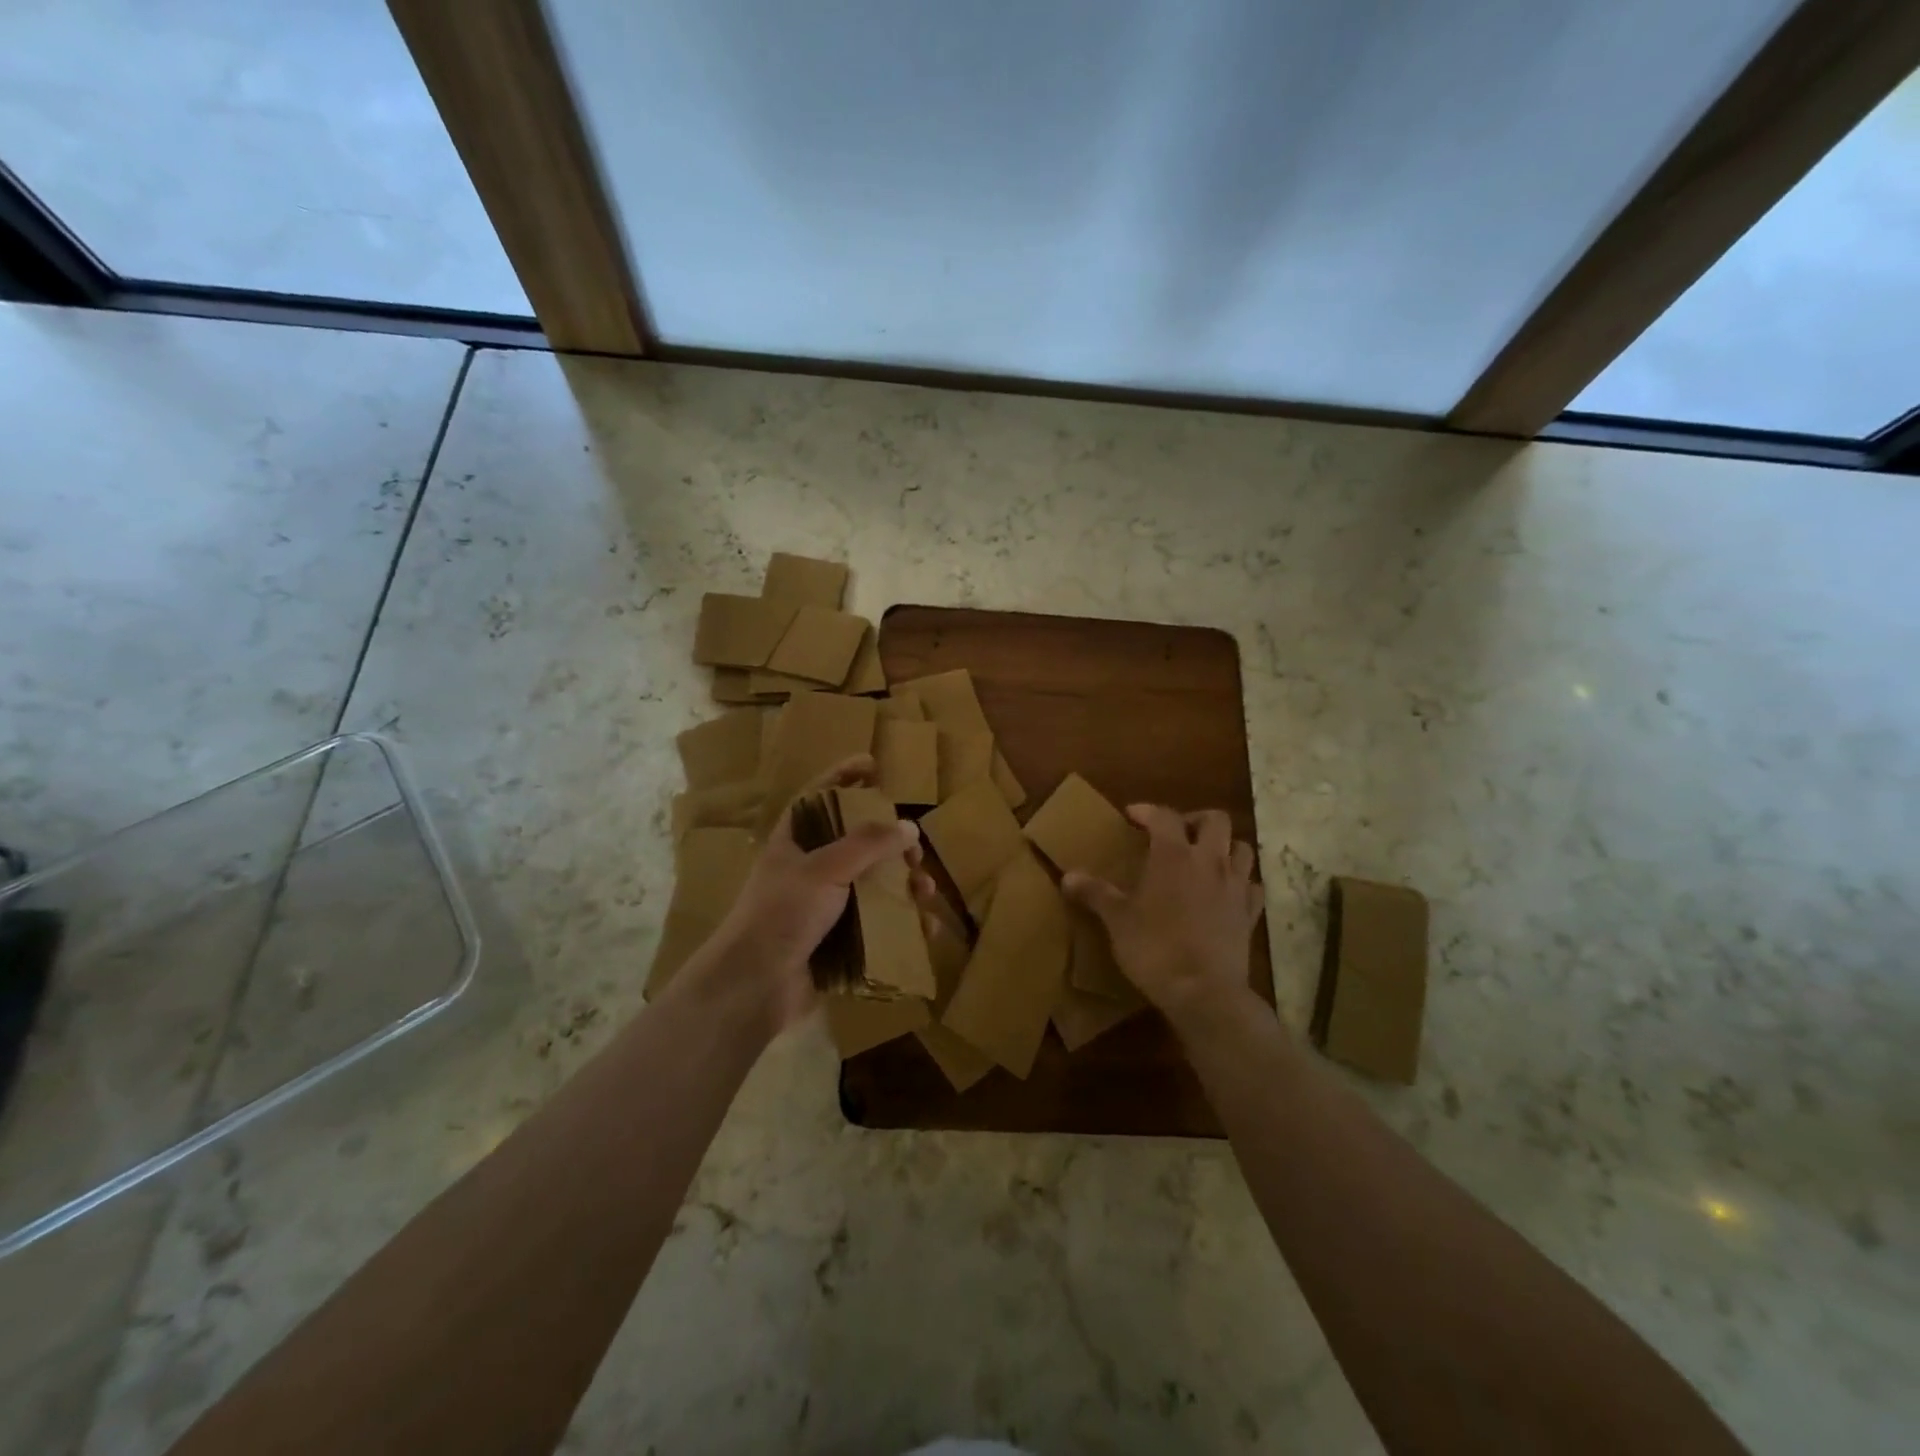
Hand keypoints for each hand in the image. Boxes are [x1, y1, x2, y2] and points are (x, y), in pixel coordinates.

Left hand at [696, 755, 921, 1032]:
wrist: (755, 986)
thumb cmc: (782, 913)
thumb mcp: (823, 868)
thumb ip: (867, 843)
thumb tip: (909, 827)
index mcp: (795, 840)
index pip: (821, 796)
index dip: (844, 777)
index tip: (874, 765)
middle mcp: (811, 867)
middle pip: (859, 842)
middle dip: (893, 844)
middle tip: (914, 852)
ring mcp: (826, 905)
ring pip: (875, 884)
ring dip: (905, 885)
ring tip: (925, 892)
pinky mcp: (840, 939)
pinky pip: (879, 923)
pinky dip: (904, 923)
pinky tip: (926, 928)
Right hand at [1062, 805, 1263, 1024]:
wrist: (1204, 992)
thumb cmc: (1155, 948)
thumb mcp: (1117, 920)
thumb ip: (1095, 893)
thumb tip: (1067, 876)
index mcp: (1174, 855)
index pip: (1164, 816)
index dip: (1147, 811)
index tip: (1132, 816)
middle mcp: (1209, 862)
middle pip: (1215, 820)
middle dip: (1195, 820)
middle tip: (1176, 834)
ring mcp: (1235, 887)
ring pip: (1242, 848)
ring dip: (1224, 846)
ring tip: (1204, 859)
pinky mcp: (1250, 914)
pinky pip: (1253, 886)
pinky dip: (1241, 883)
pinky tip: (1227, 893)